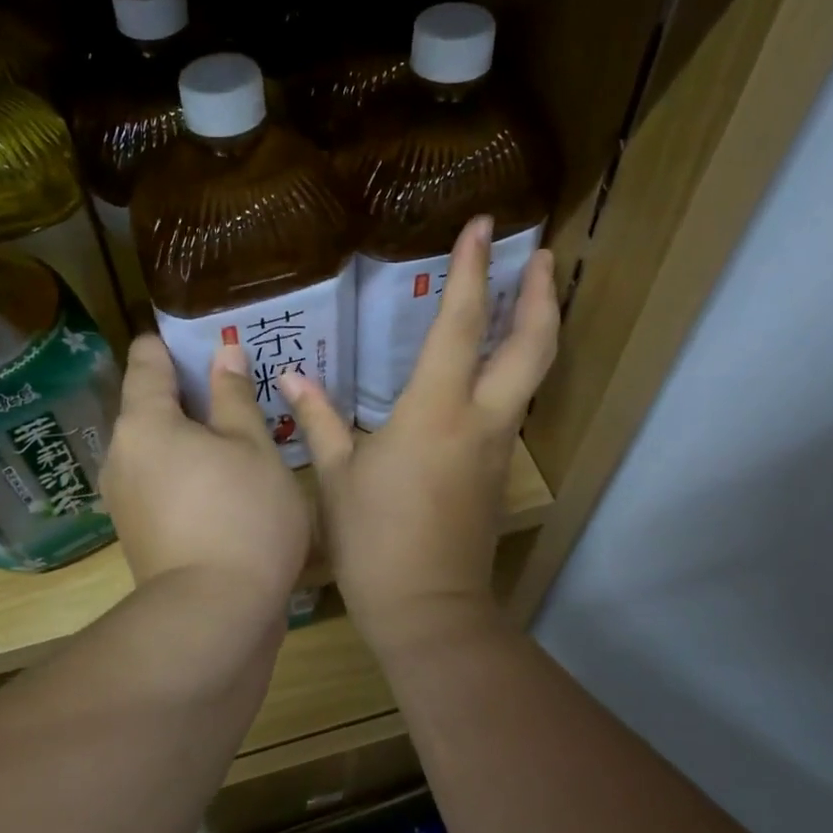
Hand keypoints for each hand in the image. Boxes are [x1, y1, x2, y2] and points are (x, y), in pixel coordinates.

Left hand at [102, 335, 310, 619]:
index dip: (175, 342)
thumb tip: (223, 353)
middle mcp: (121, 454)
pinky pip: (159, 482)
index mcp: (144, 422)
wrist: (214, 617)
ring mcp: (124, 498)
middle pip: (149, 405)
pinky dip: (186, 471)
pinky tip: (225, 483)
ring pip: (156, 448)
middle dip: (190, 394)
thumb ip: (235, 396)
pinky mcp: (137, 532)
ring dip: (191, 437)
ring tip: (240, 436)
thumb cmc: (243, 516)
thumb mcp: (253, 447)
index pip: (146, 359)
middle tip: (240, 390)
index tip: (209, 340)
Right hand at [281, 217, 557, 650]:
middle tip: (541, 254)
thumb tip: (292, 378)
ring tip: (528, 296)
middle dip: (541, 293)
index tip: (481, 225)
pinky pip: (512, 407)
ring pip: (532, 374)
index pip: (462, 324)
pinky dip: (512, 372)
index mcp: (435, 410)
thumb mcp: (335, 476)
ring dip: (535, 329)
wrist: (427, 607)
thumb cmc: (373, 539)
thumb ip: (319, 419)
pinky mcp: (498, 472)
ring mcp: (498, 447)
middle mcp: (480, 419)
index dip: (472, 269)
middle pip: (532, 344)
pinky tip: (490, 369)